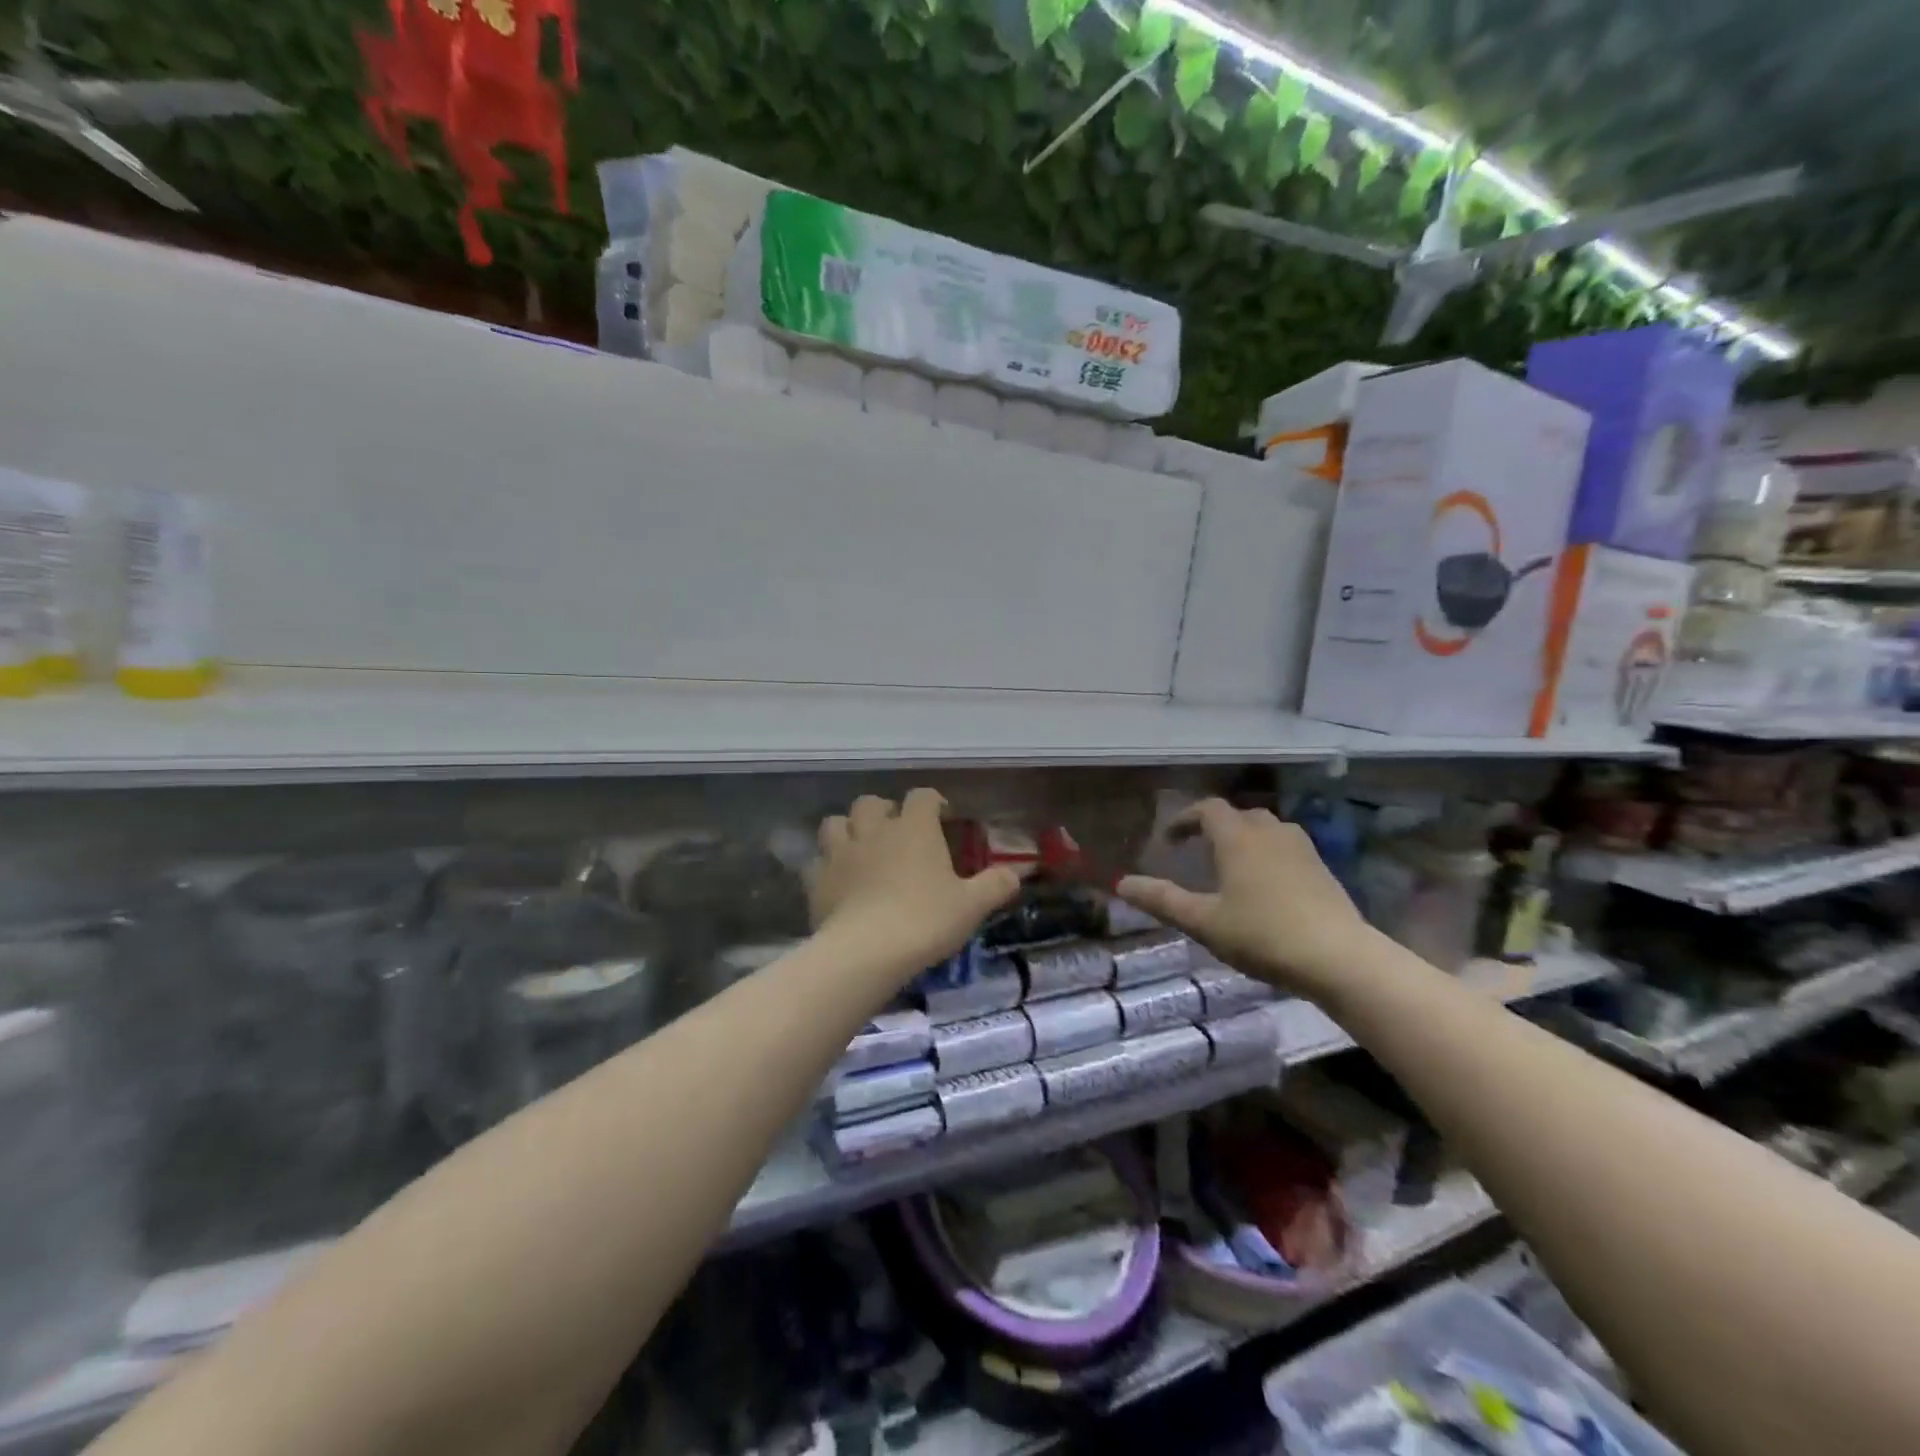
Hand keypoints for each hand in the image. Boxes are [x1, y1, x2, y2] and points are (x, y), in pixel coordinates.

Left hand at [809, 790, 1022, 974]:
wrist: (867, 951)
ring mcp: (840, 853)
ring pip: (835, 823)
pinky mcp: (817, 880)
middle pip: (870, 802)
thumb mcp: (971, 906)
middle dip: (882, 810)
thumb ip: (995, 885)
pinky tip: (836, 881)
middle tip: (895, 830)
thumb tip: (1015, 874)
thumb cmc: (925, 920)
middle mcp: (874, 830)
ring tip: (859, 847)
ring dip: (847, 829)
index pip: (922, 797)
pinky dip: (826, 866)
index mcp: (914, 828)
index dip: (933, 802)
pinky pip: (816, 862)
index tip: (942, 816)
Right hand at [1116, 799, 1372, 1001]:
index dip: (1184, 819)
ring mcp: (1302, 849)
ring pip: (1267, 829)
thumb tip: (1121, 884)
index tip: (1169, 840)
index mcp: (1238, 838)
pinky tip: (1266, 886)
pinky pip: (1287, 848)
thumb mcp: (1204, 922)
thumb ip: (1162, 901)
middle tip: (1197, 851)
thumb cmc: (1263, 935)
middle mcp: (1270, 833)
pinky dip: (1268, 855)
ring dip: (1244, 839)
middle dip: (1215, 827)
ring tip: (1231, 866)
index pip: (1208, 809)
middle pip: (1239, 815)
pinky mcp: (1323, 870)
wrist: (1340, 958)